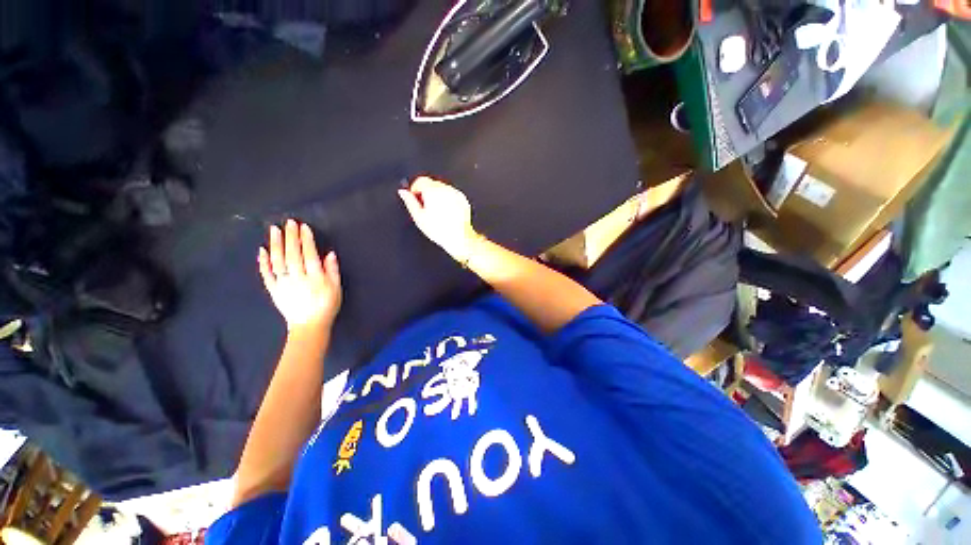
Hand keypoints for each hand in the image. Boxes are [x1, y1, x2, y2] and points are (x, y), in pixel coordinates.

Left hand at [258, 220, 341, 332]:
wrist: (309, 326)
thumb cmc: (327, 306)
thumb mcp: (336, 288)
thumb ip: (333, 271)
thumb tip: (330, 254)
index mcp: (315, 277)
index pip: (309, 254)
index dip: (306, 240)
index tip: (304, 227)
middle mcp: (298, 278)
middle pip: (292, 254)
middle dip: (291, 237)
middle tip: (289, 222)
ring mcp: (283, 283)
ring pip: (277, 261)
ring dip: (276, 244)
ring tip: (274, 230)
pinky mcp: (274, 290)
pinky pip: (266, 274)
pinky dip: (263, 262)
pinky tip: (261, 250)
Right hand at [398, 176, 478, 261]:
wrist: (459, 237)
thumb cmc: (439, 230)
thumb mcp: (419, 217)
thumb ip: (410, 202)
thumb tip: (403, 193)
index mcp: (432, 191)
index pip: (420, 180)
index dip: (415, 188)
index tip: (415, 196)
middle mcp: (445, 189)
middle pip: (432, 183)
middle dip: (427, 192)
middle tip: (425, 207)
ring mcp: (455, 193)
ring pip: (442, 188)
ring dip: (437, 196)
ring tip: (437, 212)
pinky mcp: (462, 199)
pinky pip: (452, 194)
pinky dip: (448, 200)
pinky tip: (446, 213)